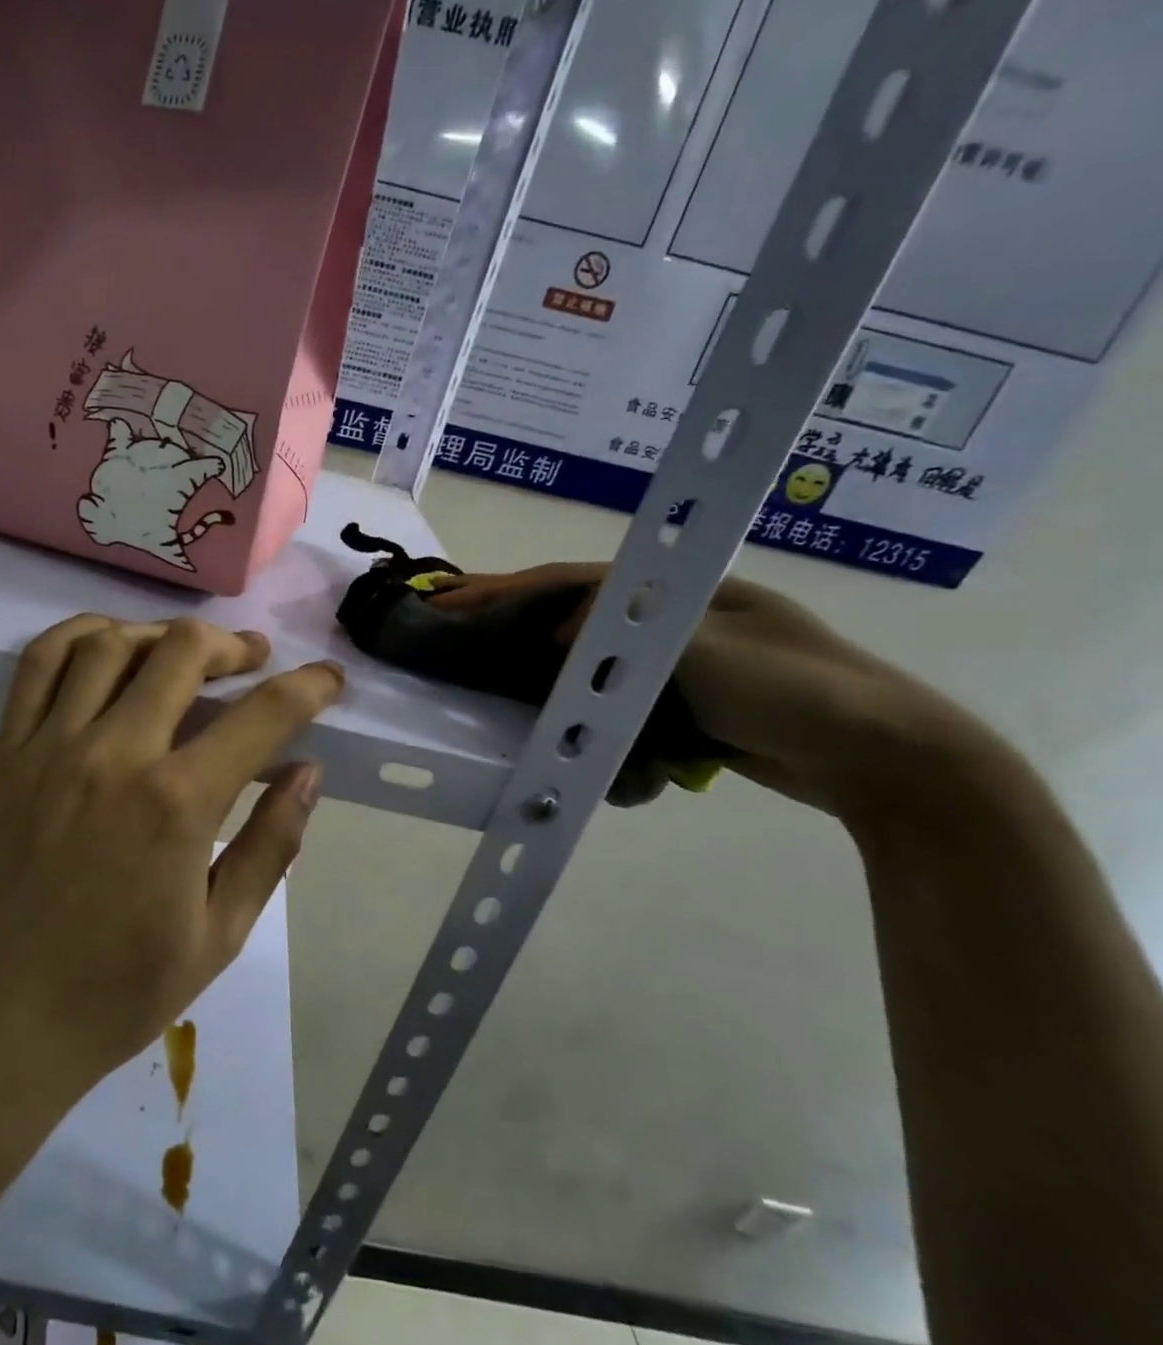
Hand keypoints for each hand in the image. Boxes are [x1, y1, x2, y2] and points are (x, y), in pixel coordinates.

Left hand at [0, 616, 343, 1093]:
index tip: (328, 680)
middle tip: (253, 659)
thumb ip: (270, 844)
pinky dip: (79, 635)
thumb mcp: (220, 934)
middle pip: (183, 652)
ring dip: (161, 634)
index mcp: (177, 803)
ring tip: (185, 651)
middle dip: (232, 645)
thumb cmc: (117, 991)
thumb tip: (308, 772)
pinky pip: (38, 664)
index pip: (262, 715)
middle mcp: (115, 753)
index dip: (308, 687)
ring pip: (110, 643)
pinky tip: (108, 644)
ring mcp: (50, 746)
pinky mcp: (5, 752)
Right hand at [431, 565, 993, 823]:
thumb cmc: (801, 690)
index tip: (452, 600)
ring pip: (593, 671)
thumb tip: (558, 631)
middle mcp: (671, 622)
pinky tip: (584, 746)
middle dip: (516, 634)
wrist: (892, 762)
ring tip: (506, 703)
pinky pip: (622, 710)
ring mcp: (680, 667)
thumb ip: (630, 632)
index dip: (508, 589)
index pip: (574, 582)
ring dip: (555, 689)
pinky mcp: (687, 709)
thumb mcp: (709, 648)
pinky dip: (600, 727)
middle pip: (573, 622)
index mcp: (678, 592)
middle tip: (458, 647)